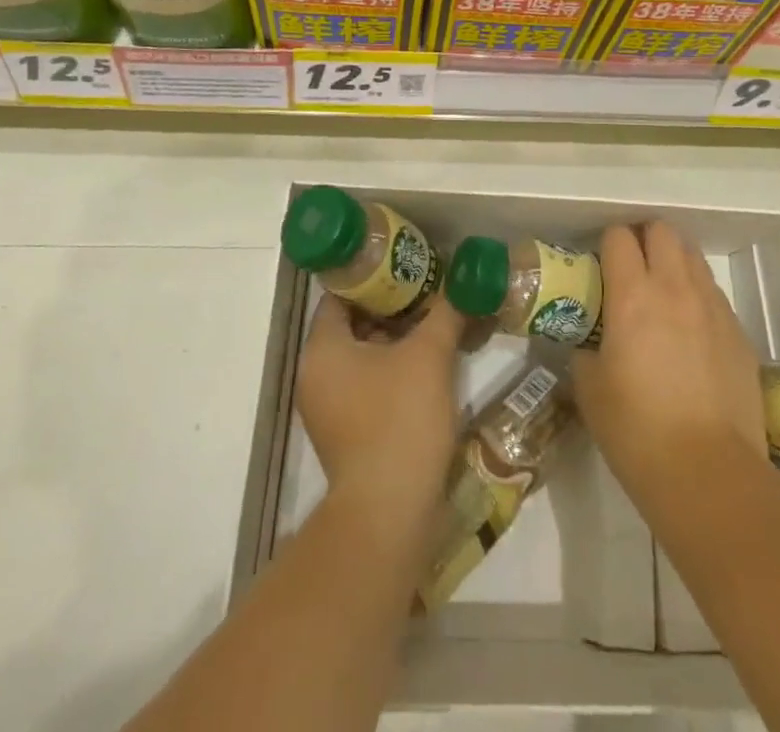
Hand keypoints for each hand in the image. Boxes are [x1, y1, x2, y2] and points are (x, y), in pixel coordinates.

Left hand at [297, 293, 463, 520]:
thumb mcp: (429, 356)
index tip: (409, 267)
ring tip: (435, 324)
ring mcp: (328, 409)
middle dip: (392, 308)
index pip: (341, 295)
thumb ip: (445, 312)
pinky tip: (429, 366)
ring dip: (396, 340)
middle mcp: (315, 375)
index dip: (374, 277)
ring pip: (362, 356)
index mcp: (322, 349)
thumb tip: (464, 282)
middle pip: (353, 324)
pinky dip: (393, 370)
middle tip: (429, 292)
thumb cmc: (400, 419)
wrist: (390, 512)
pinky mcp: (346, 434)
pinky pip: (367, 385)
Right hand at [571, 221, 765, 505]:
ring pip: (693, 257)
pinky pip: (714, 294)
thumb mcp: (589, 387)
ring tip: (662, 294)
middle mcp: (675, 288)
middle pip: (662, 232)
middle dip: (644, 239)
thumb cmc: (636, 429)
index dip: (607, 244)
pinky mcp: (738, 332)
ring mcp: (712, 308)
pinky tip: (690, 330)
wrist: (708, 473)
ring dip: (674, 262)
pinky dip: (698, 295)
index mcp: (632, 295)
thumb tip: (590, 343)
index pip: (619, 237)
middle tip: (632, 268)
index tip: (600, 264)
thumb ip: (585, 350)